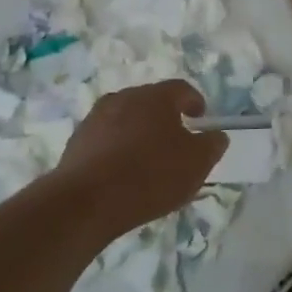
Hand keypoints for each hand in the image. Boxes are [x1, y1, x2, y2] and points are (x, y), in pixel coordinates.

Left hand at [54, 80, 226, 238]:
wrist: (86, 203)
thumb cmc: (150, 176)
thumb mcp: (196, 164)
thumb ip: (211, 145)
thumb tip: (215, 135)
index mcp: (155, 97)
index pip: (182, 89)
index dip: (195, 103)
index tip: (201, 120)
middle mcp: (124, 98)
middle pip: (151, 102)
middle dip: (166, 118)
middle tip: (176, 143)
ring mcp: (95, 118)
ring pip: (126, 120)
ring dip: (139, 134)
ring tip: (147, 162)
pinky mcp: (76, 142)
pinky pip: (106, 139)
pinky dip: (117, 150)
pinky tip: (122, 175)